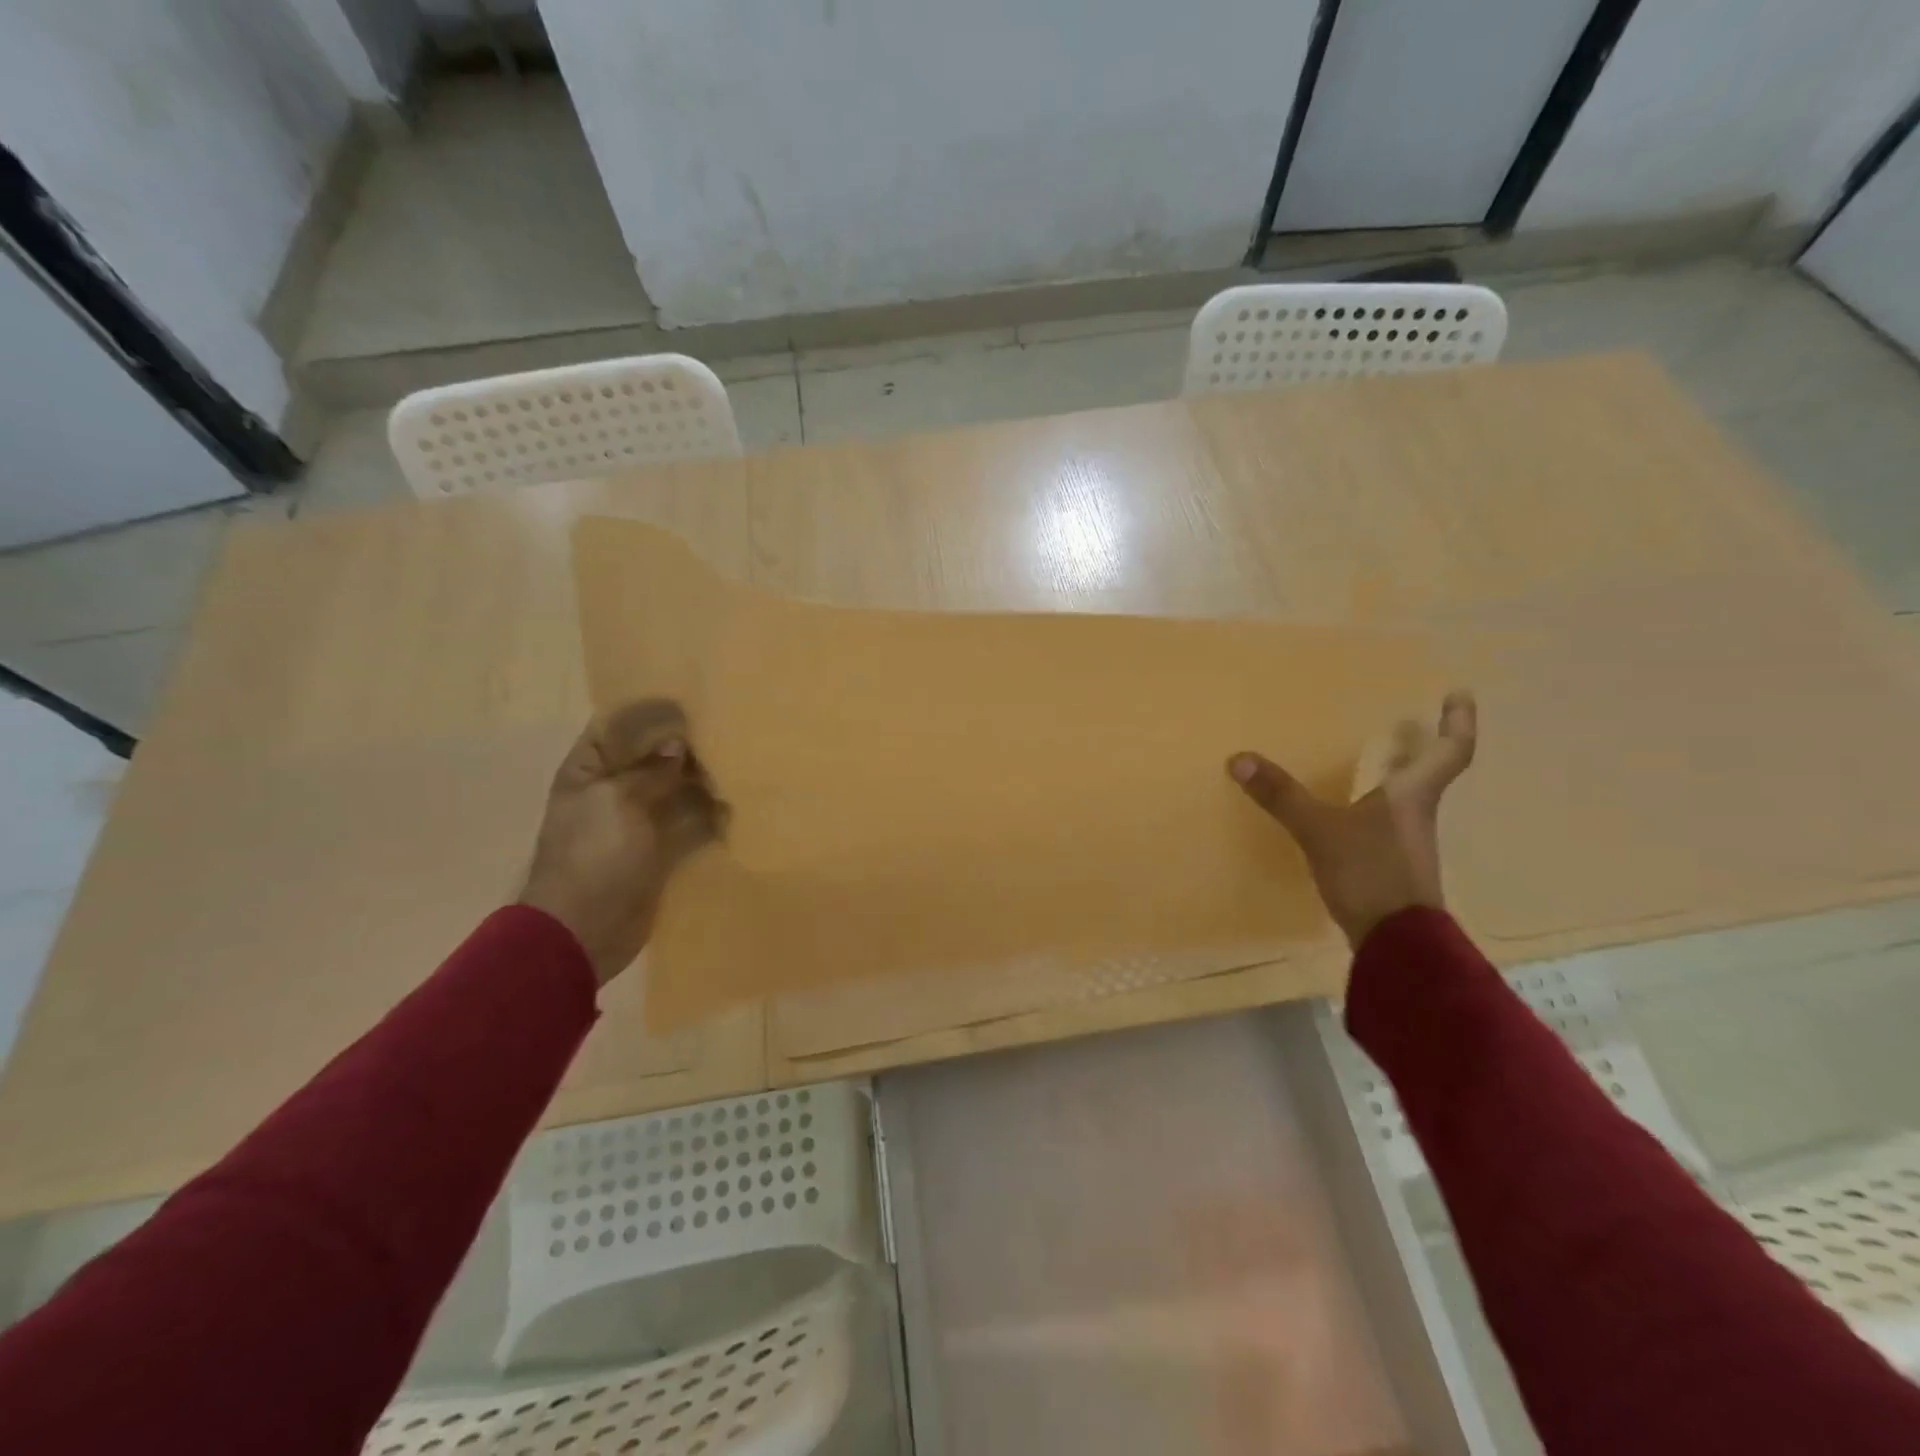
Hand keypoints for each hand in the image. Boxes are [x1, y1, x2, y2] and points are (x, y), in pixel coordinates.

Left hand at [519, 700, 725, 985]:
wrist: (584, 929)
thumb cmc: (593, 856)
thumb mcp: (616, 801)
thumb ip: (649, 770)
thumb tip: (678, 744)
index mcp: (588, 772)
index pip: (615, 728)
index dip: (648, 712)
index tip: (689, 698)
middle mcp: (613, 791)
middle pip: (652, 759)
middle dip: (686, 747)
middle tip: (728, 729)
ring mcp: (638, 823)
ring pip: (675, 791)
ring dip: (703, 781)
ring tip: (741, 762)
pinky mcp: (660, 851)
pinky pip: (689, 825)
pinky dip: (711, 816)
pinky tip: (739, 803)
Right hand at [1227, 691, 1476, 948]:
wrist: (1397, 943)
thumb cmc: (1370, 875)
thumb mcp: (1320, 831)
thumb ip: (1282, 795)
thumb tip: (1239, 758)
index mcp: (1413, 796)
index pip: (1450, 751)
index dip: (1458, 721)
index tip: (1457, 694)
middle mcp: (1417, 813)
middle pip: (1429, 772)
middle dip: (1422, 744)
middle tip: (1408, 720)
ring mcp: (1407, 842)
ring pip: (1408, 797)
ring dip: (1398, 773)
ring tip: (1375, 756)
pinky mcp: (1392, 866)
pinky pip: (1387, 821)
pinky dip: (1375, 803)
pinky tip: (1351, 808)